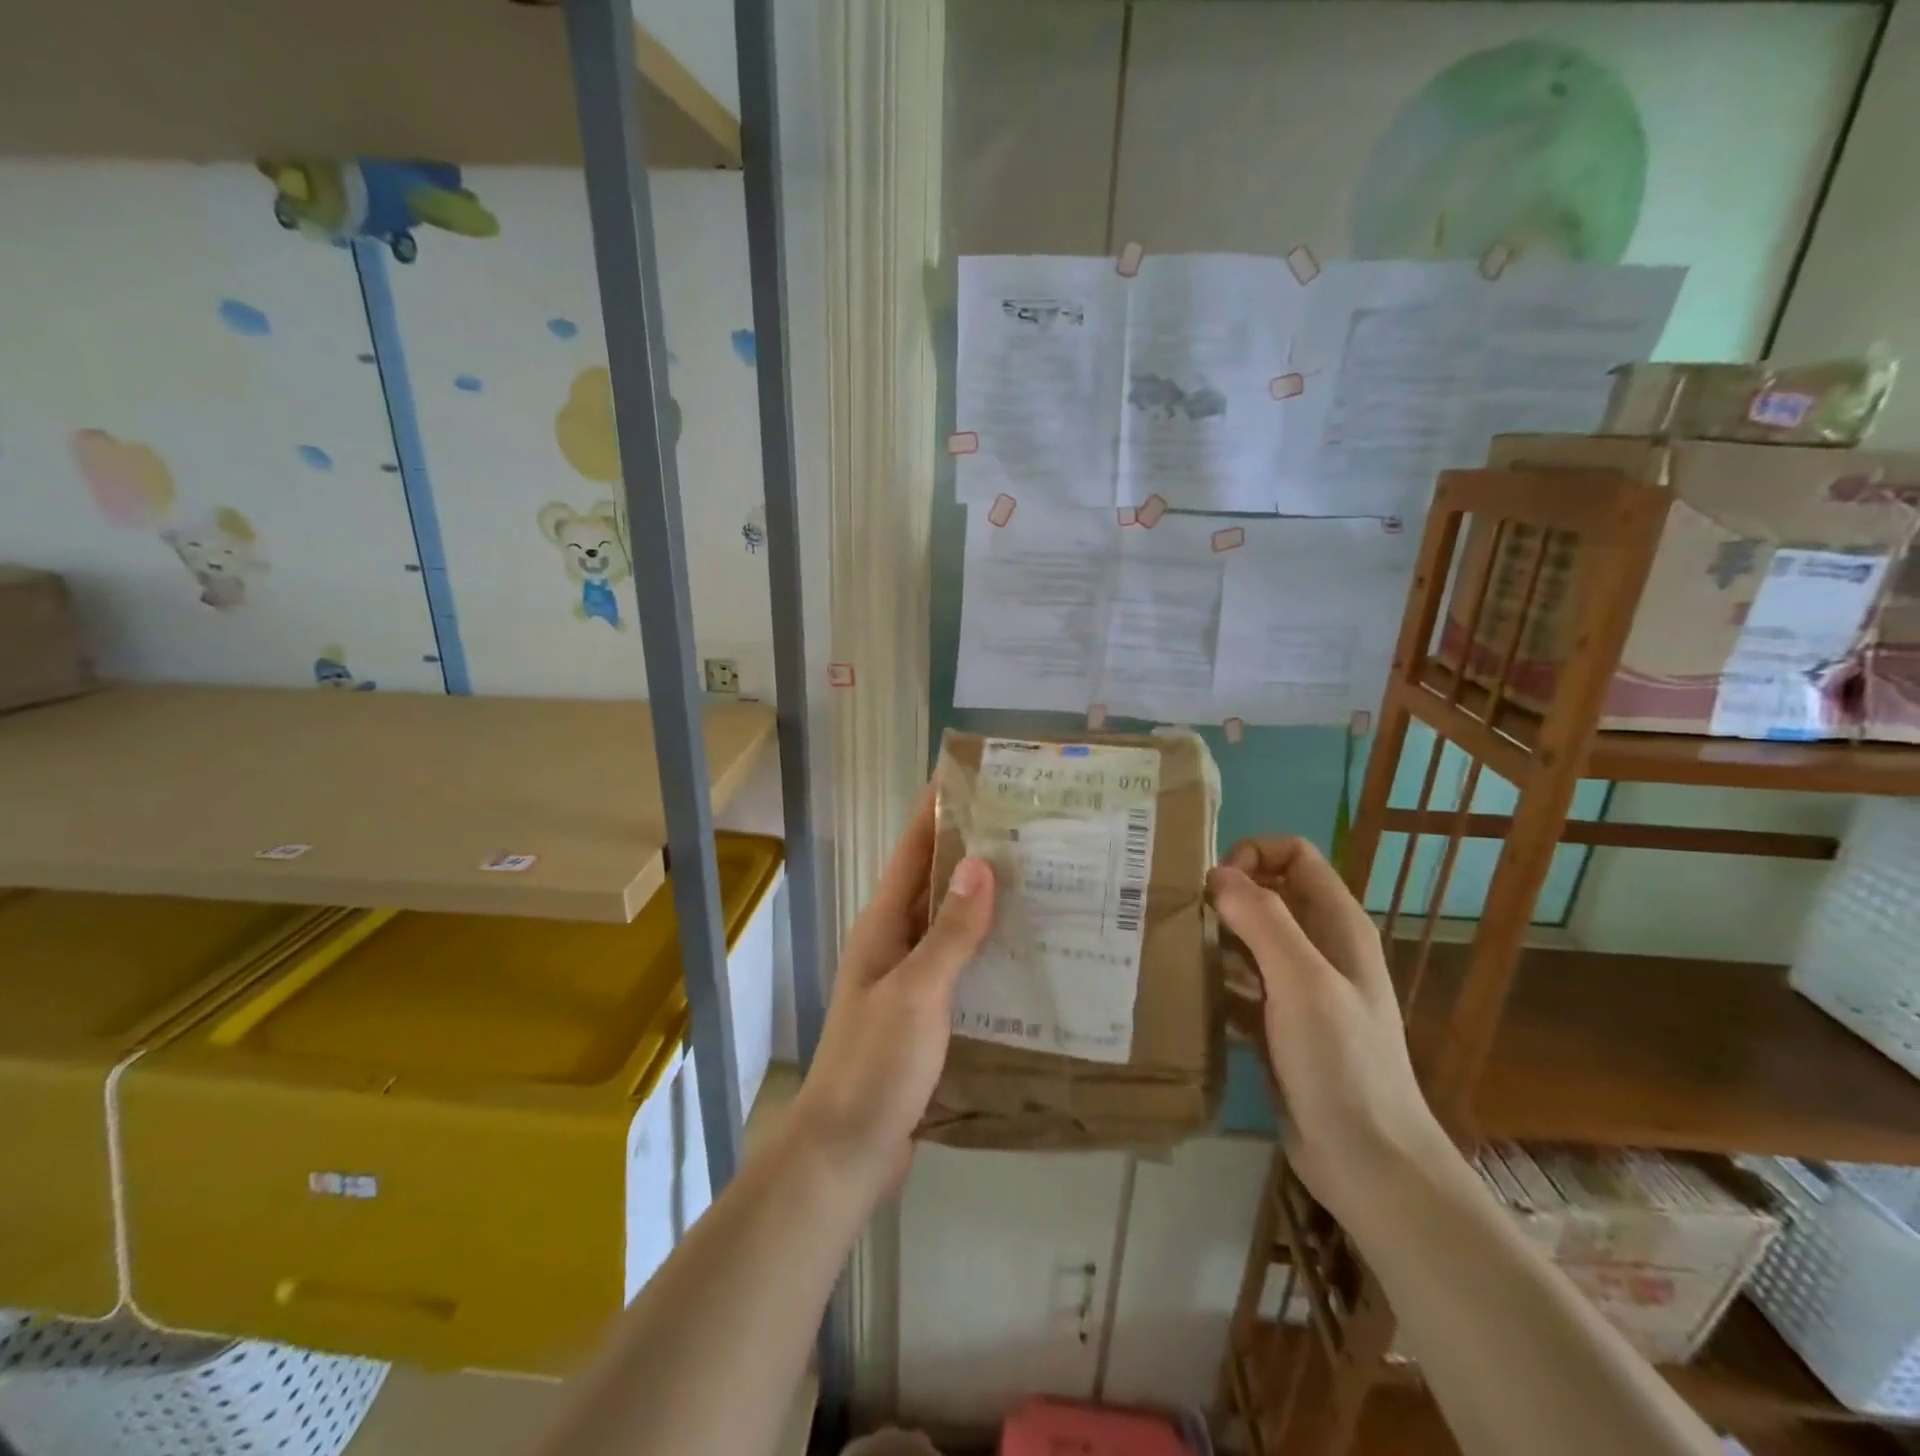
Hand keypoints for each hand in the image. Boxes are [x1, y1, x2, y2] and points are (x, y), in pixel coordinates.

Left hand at [785, 789, 994, 1199]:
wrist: (846, 1152)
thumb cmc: (875, 1064)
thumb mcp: (917, 993)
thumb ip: (951, 931)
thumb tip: (981, 863)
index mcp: (883, 926)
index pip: (912, 851)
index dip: (936, 811)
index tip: (972, 777)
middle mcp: (894, 944)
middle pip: (935, 883)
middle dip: (974, 852)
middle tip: (1030, 829)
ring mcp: (910, 981)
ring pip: (952, 926)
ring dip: (987, 903)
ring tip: (1043, 881)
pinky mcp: (927, 1015)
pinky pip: (962, 968)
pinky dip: (989, 952)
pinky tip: (1029, 954)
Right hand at [1211, 836, 1447, 1222]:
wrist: (1369, 1164)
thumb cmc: (1341, 1064)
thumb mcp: (1302, 981)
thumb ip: (1262, 920)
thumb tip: (1217, 874)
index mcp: (1337, 924)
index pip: (1295, 855)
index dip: (1254, 855)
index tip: (1214, 886)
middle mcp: (1319, 948)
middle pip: (1267, 894)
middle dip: (1224, 896)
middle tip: (1179, 917)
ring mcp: (1299, 989)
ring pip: (1249, 940)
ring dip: (1214, 939)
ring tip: (1173, 952)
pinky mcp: (1279, 1026)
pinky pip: (1239, 986)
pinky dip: (1215, 984)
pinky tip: (1186, 996)